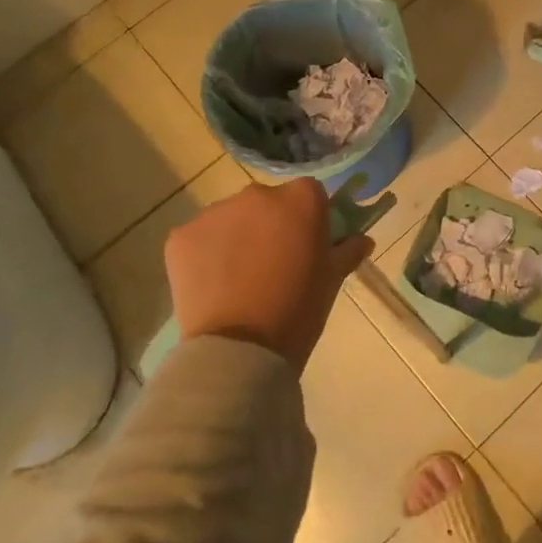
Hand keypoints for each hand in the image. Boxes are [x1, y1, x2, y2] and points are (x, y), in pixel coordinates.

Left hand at [164, 179, 372, 373]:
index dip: (309, 217)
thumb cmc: (299, 310)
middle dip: (270, 224)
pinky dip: (206, 254)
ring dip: (237, 237)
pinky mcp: (181, 236)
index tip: (308, 243)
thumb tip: (361, 240)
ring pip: (231, 218)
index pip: (309, 193)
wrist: (241, 348)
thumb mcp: (333, 280)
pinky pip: (200, 238)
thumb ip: (348, 250)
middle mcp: (257, 194)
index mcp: (300, 199)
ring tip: (239, 278)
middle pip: (267, 201)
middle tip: (273, 263)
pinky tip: (214, 285)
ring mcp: (214, 213)